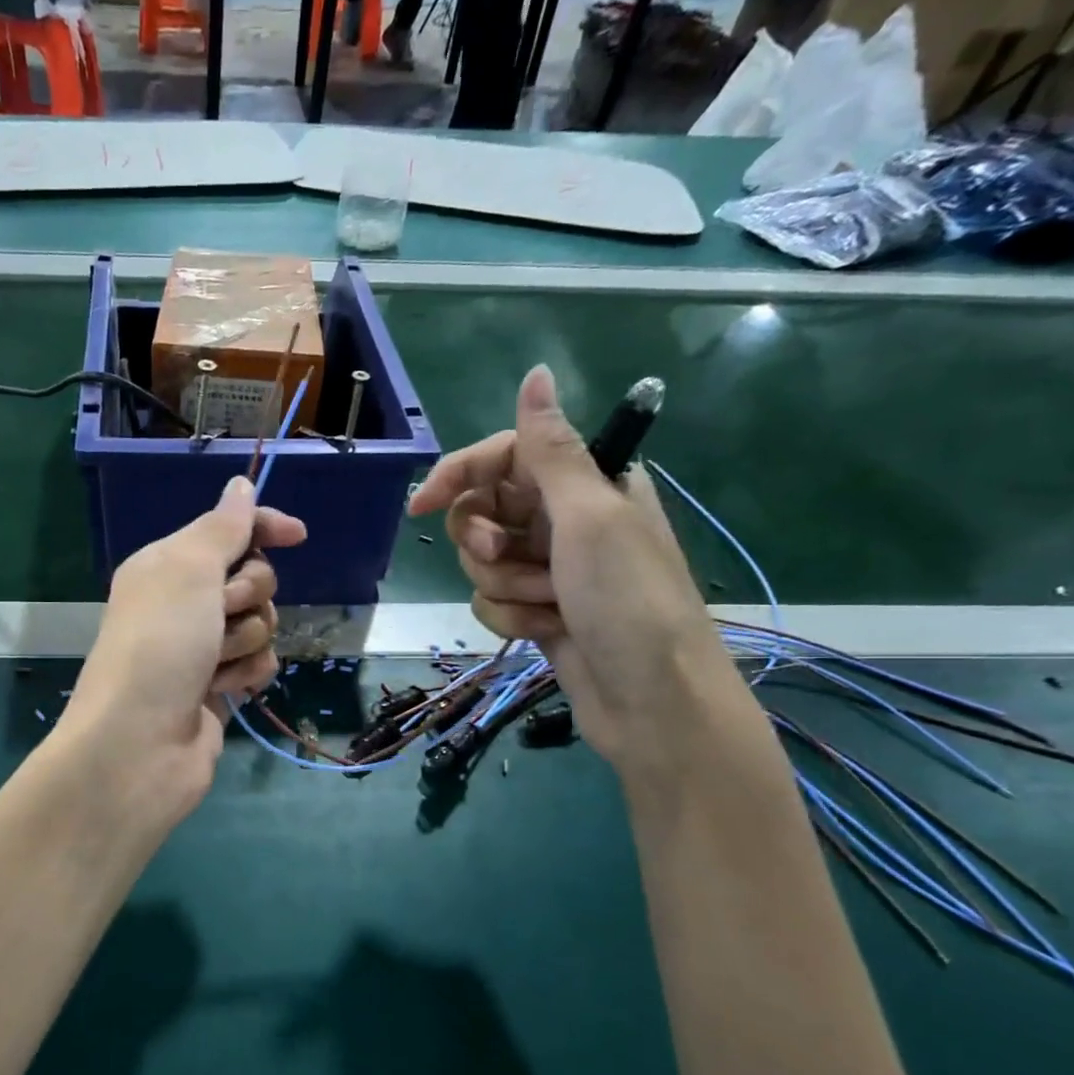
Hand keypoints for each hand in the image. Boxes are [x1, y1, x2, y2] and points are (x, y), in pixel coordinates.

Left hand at [58, 475, 307, 826]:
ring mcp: (202, 648)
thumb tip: (240, 485)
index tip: (297, 535)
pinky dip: (248, 674)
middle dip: (249, 595)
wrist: (138, 745)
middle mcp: (184, 602)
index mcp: (168, 565)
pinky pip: (259, 663)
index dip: (262, 527)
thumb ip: (222, 527)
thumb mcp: (188, 570)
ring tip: (213, 664)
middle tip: (220, 613)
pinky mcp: (219, 687)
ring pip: (261, 623)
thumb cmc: (159, 645)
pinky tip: (227, 690)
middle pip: (253, 577)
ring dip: (246, 640)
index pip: (227, 530)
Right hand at [407, 365, 745, 772]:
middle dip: (485, 540)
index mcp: (585, 483)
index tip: (422, 505)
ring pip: (483, 561)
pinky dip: (512, 617)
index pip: (504, 457)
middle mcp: (565, 520)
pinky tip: (546, 632)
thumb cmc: (628, 600)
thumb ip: (551, 449)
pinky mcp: (538, 611)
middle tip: (505, 555)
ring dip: (505, 585)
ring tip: (548, 604)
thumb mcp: (589, 516)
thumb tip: (537, 373)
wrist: (651, 701)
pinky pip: (492, 600)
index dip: (460, 474)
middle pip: (484, 510)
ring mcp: (551, 569)